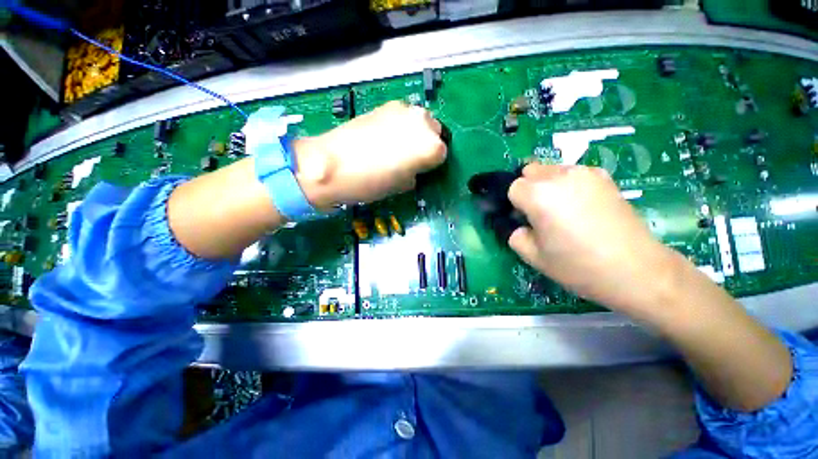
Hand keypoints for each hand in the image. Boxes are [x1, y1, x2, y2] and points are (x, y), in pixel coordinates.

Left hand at [294, 101, 446, 208]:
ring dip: (415, 133)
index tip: (421, 171)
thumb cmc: (371, 182)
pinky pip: (403, 116)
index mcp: (431, 147)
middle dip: (427, 144)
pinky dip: (400, 126)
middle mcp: (422, 122)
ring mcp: (403, 109)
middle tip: (412, 158)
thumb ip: (416, 172)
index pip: (443, 154)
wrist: (333, 163)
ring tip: (397, 147)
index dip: (431, 164)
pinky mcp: (385, 105)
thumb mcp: (402, 186)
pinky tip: (385, 137)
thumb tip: (414, 166)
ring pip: (420, 121)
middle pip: (435, 132)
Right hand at [507, 164, 677, 314]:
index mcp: (539, 195)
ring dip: (547, 184)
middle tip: (540, 212)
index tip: (525, 220)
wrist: (635, 269)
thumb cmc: (578, 265)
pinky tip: (582, 206)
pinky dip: (568, 184)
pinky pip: (573, 173)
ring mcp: (585, 173)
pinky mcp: (604, 177)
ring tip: (562, 209)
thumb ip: (515, 235)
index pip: (513, 187)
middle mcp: (560, 176)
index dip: (516, 204)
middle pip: (530, 171)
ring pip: (551, 169)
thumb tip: (520, 225)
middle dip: (528, 188)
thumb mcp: (533, 256)